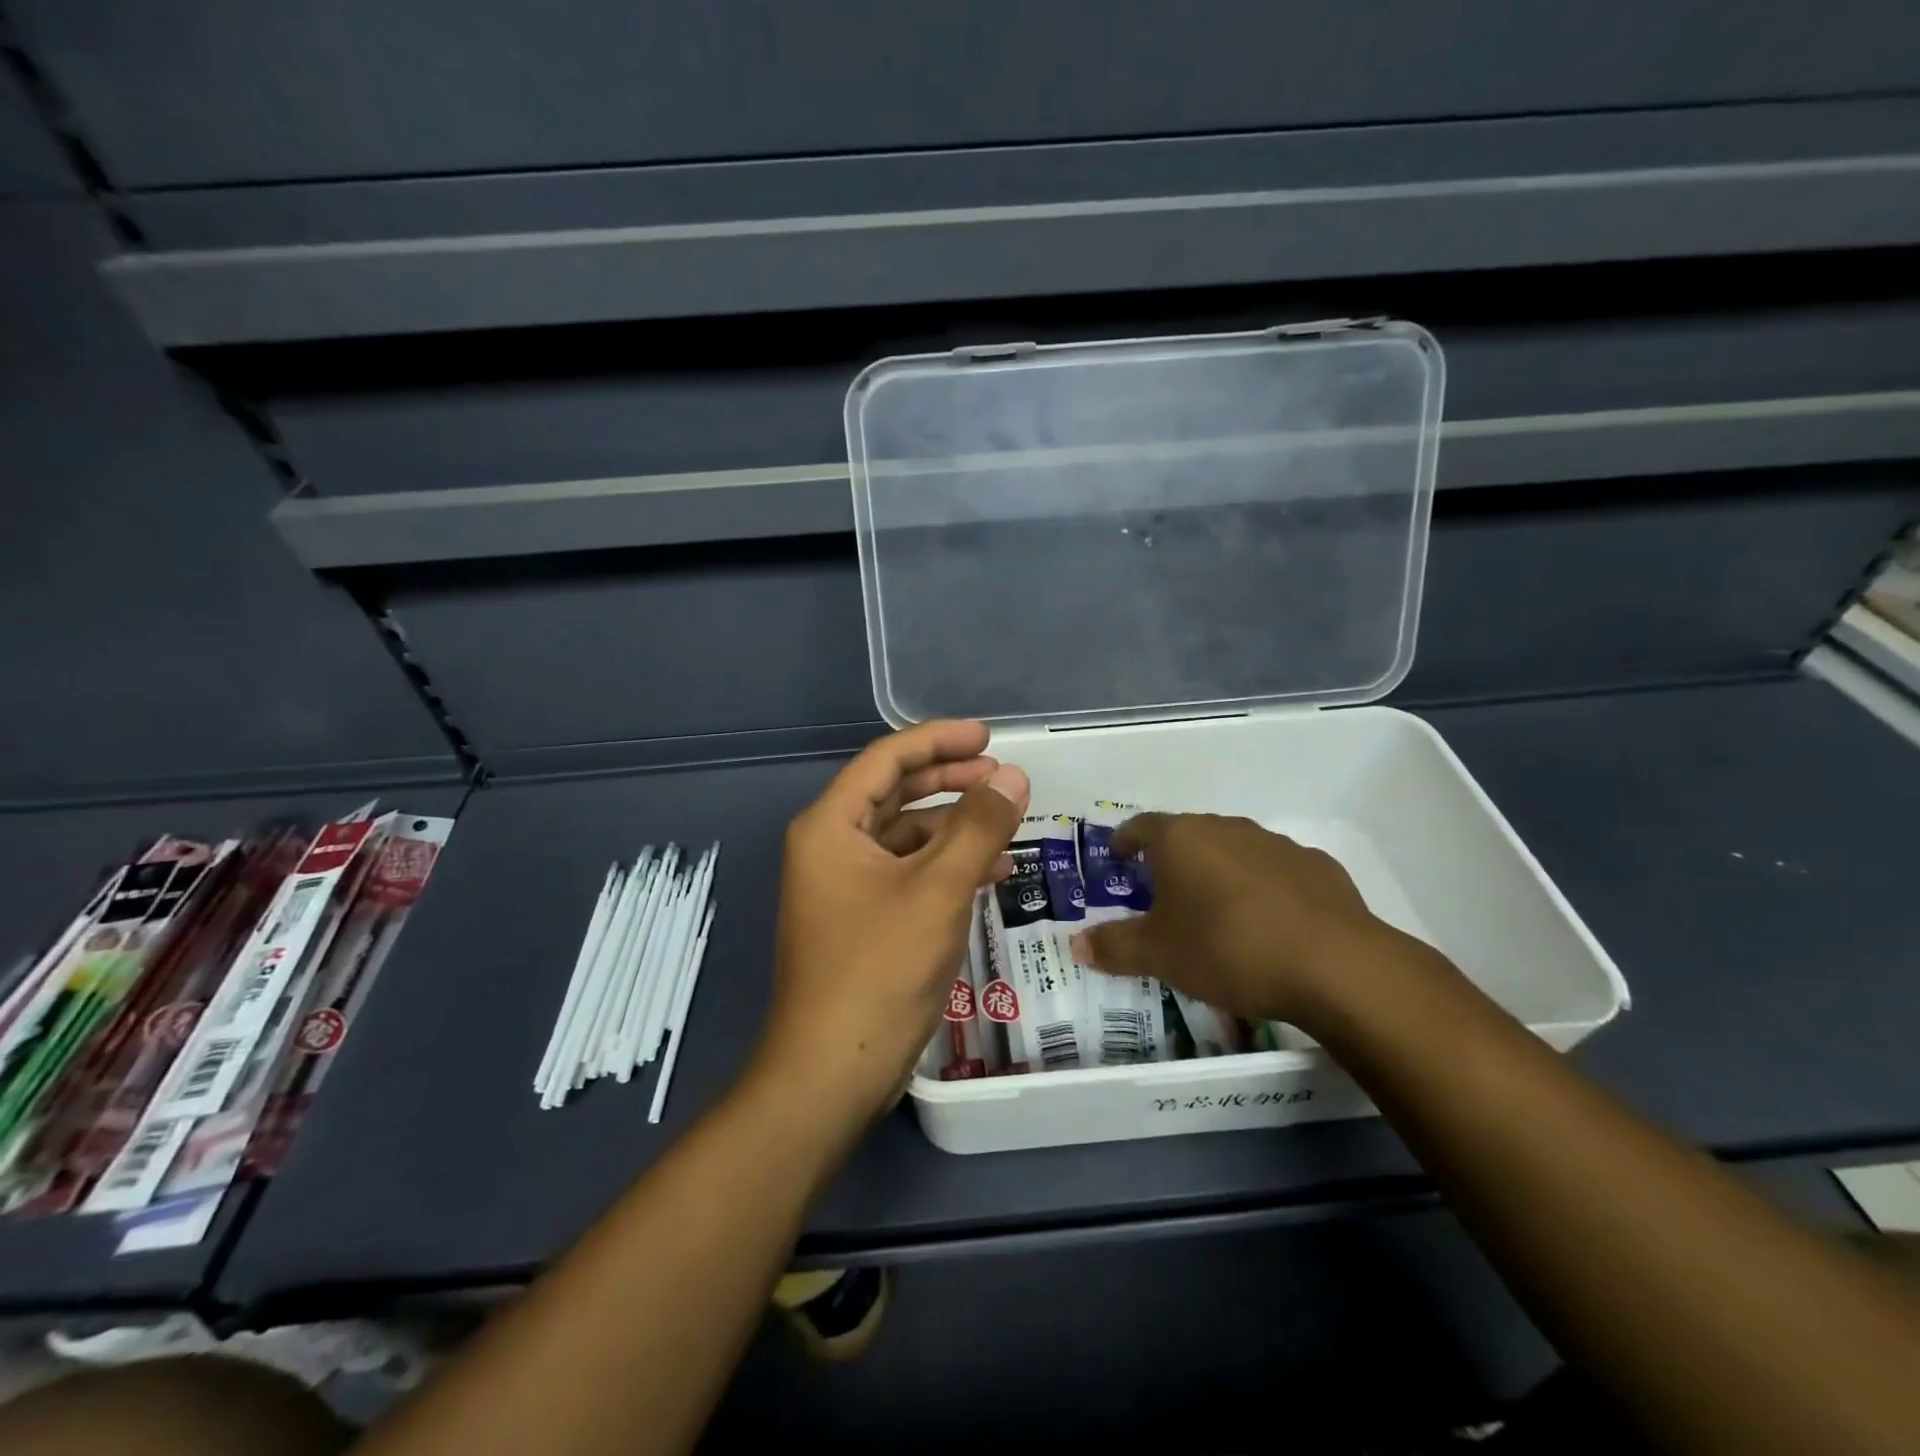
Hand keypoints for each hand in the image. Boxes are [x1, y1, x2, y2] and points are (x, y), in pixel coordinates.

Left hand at [755, 721, 1028, 1131]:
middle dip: (949, 779)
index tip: (989, 737)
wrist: (833, 1070)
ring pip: (906, 836)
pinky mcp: (863, 919)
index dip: (939, 740)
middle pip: (895, 793)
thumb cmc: (880, 968)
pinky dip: (946, 866)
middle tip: (1001, 773)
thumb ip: (978, 827)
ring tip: (1005, 821)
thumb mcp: (938, 890)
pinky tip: (990, 874)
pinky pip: (908, 874)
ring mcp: (845, 885)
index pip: (887, 759)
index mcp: (832, 825)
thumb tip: (1013, 777)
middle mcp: (831, 846)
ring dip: (954, 826)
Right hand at [1071, 813, 1417, 1027]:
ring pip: (1233, 850)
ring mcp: (1275, 844)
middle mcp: (1226, 828)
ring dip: (1218, 870)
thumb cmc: (1228, 948)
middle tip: (1161, 891)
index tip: (1117, 856)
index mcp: (1181, 839)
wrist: (1334, 965)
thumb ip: (1114, 946)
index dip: (1125, 840)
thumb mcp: (1159, 955)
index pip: (1141, 826)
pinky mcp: (1316, 866)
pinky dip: (1261, 887)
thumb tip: (1076, 944)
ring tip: (1214, 908)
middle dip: (1171, 858)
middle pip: (1187, 835)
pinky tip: (1268, 921)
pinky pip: (1275, 870)